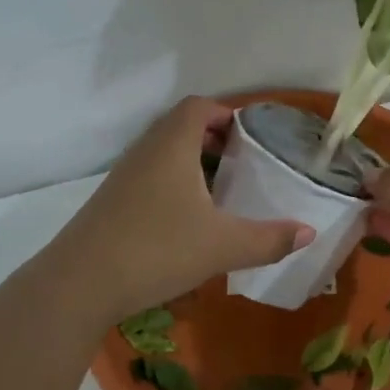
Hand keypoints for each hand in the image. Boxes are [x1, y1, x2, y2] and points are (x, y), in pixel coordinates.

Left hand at [43, 97, 314, 324]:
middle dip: (212, 137)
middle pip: (179, 126)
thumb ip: (269, 239)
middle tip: (241, 162)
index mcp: (172, 146)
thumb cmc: (157, 249)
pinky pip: (148, 175)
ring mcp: (123, 176)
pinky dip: (172, 182)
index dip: (225, 112)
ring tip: (218, 190)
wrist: (80, 283)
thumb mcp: (223, 246)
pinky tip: (185, 219)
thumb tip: (309, 232)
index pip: (197, 106)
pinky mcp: (110, 201)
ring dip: (191, 161)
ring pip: (162, 152)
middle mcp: (145, 151)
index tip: (249, 135)